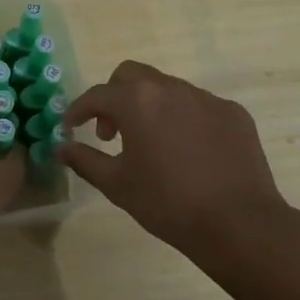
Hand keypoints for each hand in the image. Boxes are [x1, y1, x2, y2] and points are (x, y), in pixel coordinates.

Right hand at [60, 61, 293, 261]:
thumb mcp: (117, 185)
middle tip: (112, 132)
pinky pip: (199, 106)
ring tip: (152, 144)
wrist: (239, 224)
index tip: (71, 127)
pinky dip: (184, 119)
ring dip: (150, 107)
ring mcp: (206, 98)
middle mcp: (171, 88)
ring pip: (167, 89)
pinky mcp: (233, 113)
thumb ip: (85, 160)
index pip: (98, 95)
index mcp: (138, 101)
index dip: (79, 110)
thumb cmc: (168, 204)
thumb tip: (60, 147)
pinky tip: (189, 152)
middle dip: (114, 97)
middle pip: (131, 76)